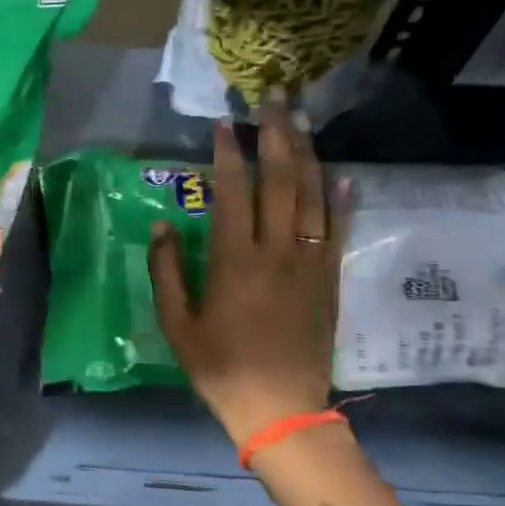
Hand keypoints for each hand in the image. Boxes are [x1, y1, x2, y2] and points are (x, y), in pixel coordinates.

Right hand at [149, 89, 348, 446]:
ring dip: (307, 153)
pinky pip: (337, 229)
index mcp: (234, 261)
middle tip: (274, 98)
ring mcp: (309, 263)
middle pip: (281, 180)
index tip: (223, 123)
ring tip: (301, 119)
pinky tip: (341, 172)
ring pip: (313, 196)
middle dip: (276, 135)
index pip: (233, 192)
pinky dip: (341, 197)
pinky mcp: (329, 278)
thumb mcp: (176, 323)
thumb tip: (163, 225)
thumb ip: (166, 271)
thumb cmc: (218, 366)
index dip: (228, 154)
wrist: (280, 407)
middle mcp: (277, 251)